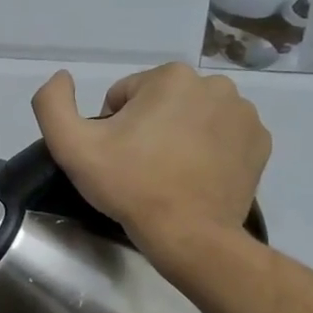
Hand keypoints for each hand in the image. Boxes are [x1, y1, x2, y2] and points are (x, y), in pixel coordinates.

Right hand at [31, 61, 269, 246]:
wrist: (188, 235)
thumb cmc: (130, 186)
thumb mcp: (71, 146)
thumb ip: (52, 104)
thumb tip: (62, 77)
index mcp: (170, 77)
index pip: (124, 95)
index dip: (111, 127)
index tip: (116, 157)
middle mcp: (214, 85)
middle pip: (160, 103)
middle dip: (146, 128)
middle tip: (139, 167)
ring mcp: (243, 114)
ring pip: (192, 117)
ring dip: (177, 137)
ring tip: (167, 174)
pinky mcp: (259, 142)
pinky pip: (221, 136)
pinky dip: (207, 151)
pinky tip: (194, 177)